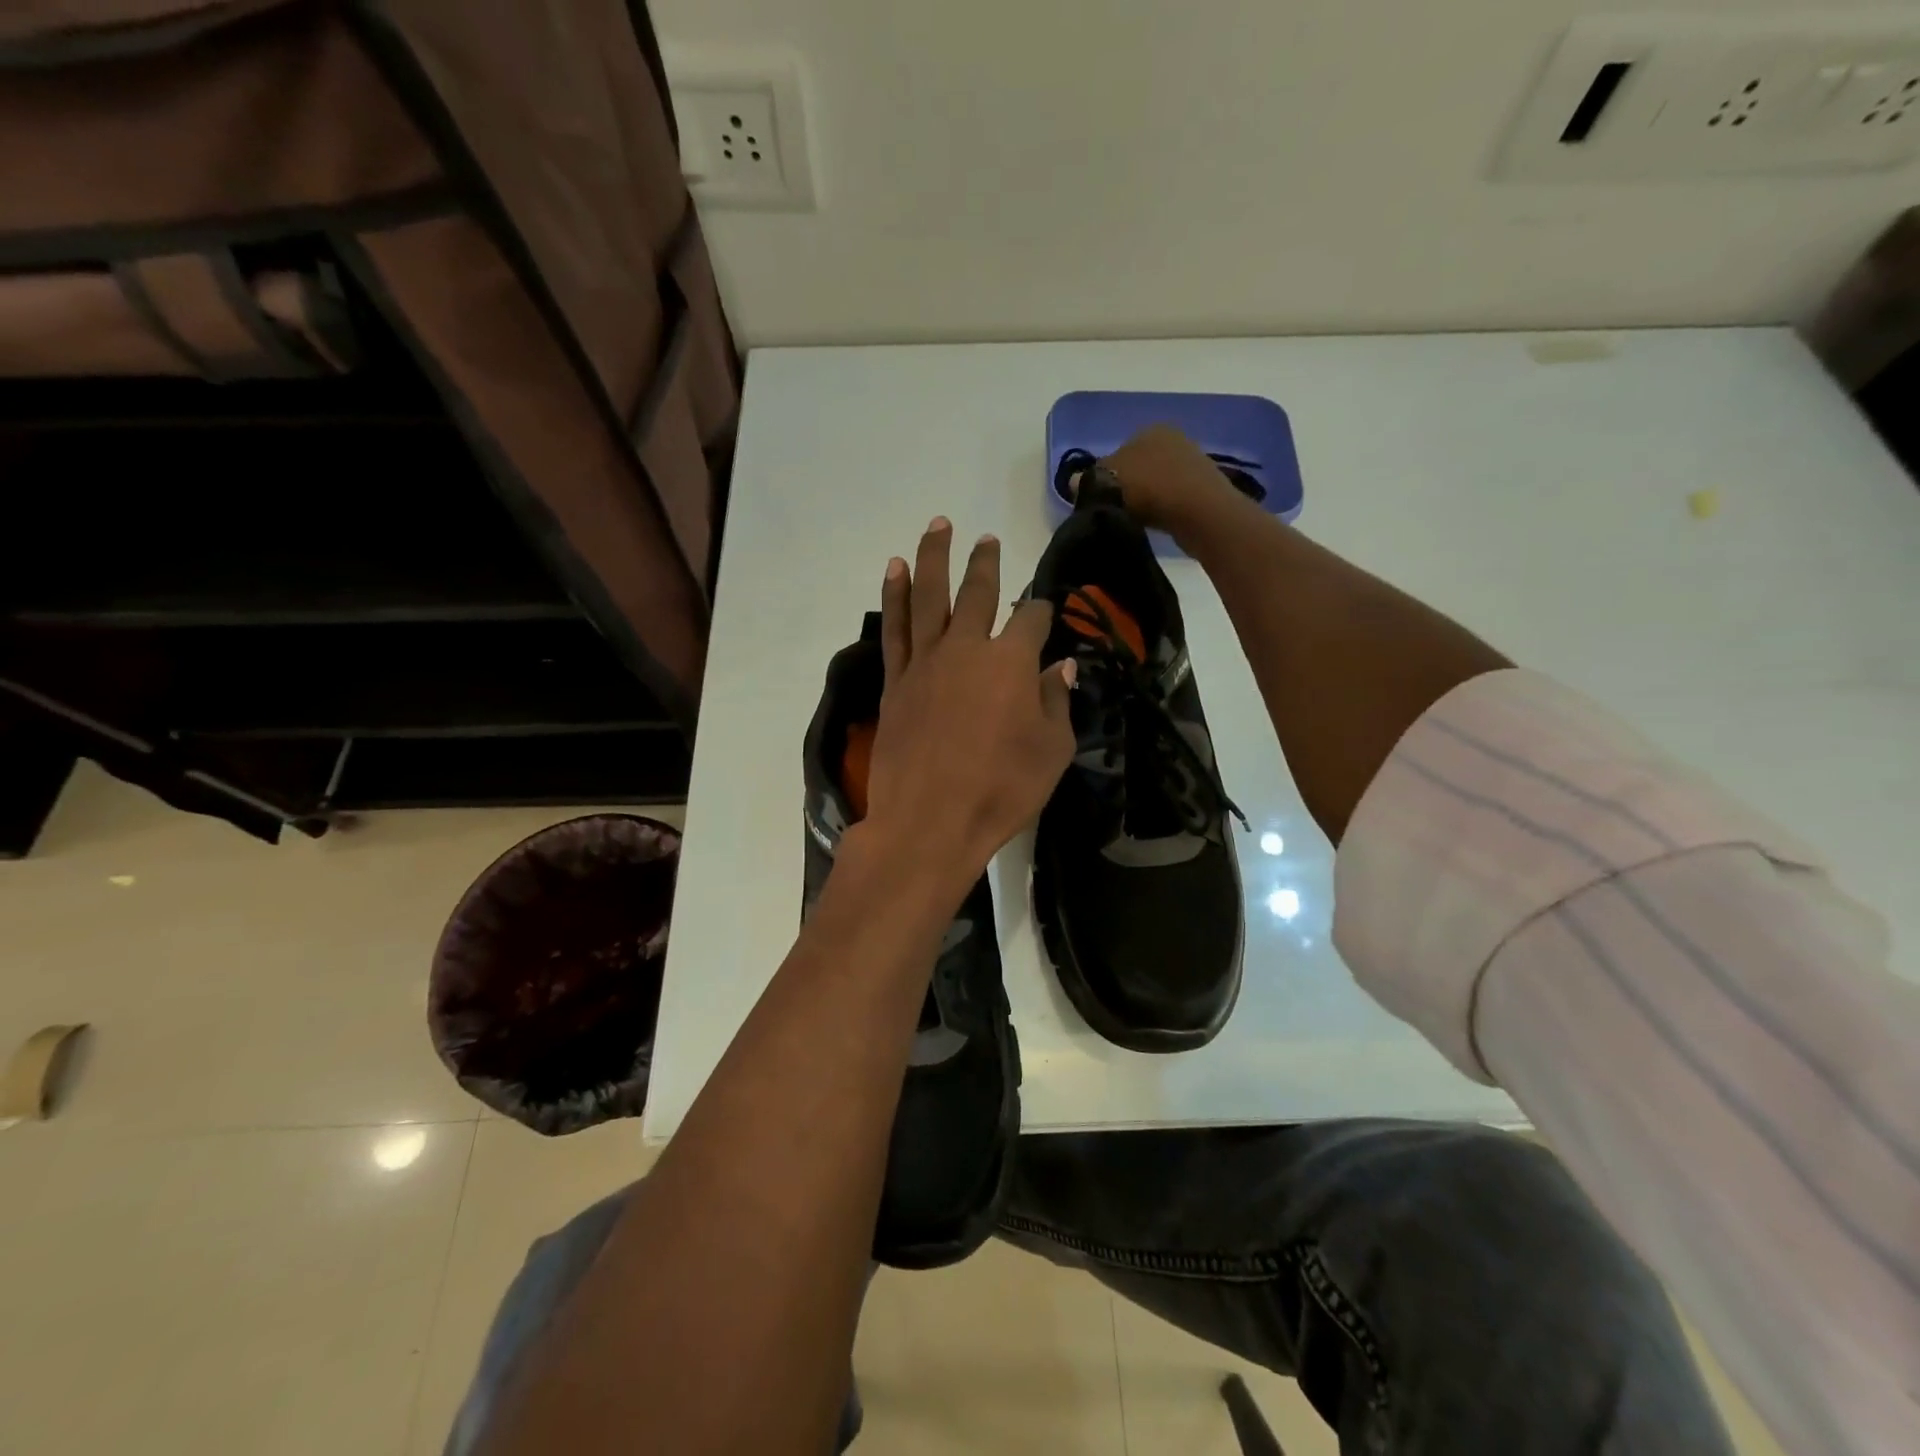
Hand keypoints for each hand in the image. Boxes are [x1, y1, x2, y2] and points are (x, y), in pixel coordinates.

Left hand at [860, 519, 1076, 893]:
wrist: (929, 821)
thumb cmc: (1002, 790)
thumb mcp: (1051, 751)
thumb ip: (1056, 702)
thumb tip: (1062, 666)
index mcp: (1011, 662)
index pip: (1031, 620)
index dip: (1042, 612)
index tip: (1046, 613)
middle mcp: (966, 648)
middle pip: (978, 593)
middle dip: (986, 564)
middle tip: (987, 538)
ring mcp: (926, 662)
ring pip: (930, 596)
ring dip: (935, 558)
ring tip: (938, 526)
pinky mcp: (895, 681)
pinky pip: (895, 627)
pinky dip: (895, 595)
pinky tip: (896, 570)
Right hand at [1097, 424, 1240, 536]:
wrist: (1200, 511)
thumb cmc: (1150, 487)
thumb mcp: (1107, 480)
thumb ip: (1088, 479)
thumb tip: (1074, 482)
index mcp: (1148, 429)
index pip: (1117, 452)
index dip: (1104, 476)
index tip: (1098, 499)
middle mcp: (1171, 438)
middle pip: (1137, 467)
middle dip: (1125, 487)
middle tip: (1114, 511)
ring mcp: (1190, 461)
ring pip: (1154, 482)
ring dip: (1144, 500)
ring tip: (1133, 520)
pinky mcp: (1202, 487)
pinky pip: (1170, 497)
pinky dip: (1160, 508)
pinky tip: (1155, 523)